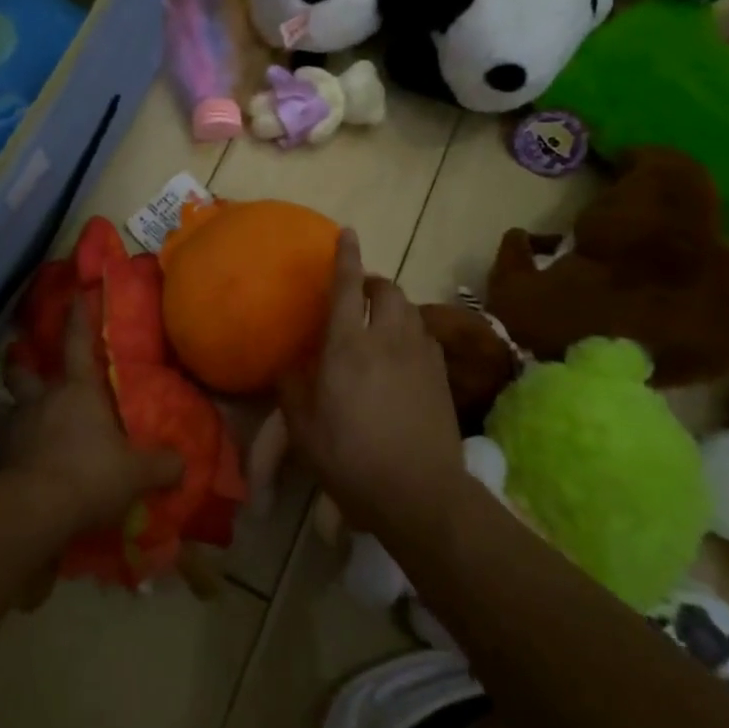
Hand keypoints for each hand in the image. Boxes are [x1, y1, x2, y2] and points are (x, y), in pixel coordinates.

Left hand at [0, 297, 183, 538]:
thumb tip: (183, 464)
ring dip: (1, 406)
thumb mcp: (136, 473)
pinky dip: (1, 451)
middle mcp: (40, 400)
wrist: (31, 512)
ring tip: (7, 413)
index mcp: (77, 390)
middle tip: (19, 359)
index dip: (77, 318)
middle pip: (21, 371)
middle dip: (19, 364)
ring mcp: (12, 428)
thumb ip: (161, 466)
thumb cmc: (89, 475)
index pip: (78, 342)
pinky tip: (10, 463)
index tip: (74, 295)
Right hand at [282, 229, 463, 538]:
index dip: (347, 257)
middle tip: (360, 293)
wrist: (420, 494)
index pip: (348, 287)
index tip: (348, 233)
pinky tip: (404, 352)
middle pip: (388, 290)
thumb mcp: (304, 430)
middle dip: (374, 282)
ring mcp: (420, 356)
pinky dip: (411, 331)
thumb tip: (287, 366)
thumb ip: (292, 389)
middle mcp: (387, 339)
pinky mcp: (441, 377)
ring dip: (394, 305)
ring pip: (410, 310)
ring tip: (382, 320)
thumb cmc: (352, 459)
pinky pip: (425, 337)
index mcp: (348, 346)